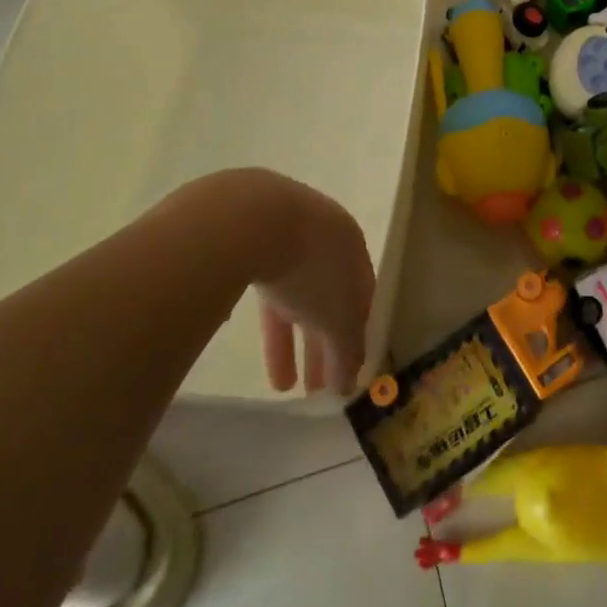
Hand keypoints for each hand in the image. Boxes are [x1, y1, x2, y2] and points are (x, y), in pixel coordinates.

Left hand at [245, 172, 374, 396]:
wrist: (251, 218)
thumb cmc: (309, 268)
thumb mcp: (338, 317)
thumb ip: (347, 351)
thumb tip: (349, 384)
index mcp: (351, 246)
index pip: (361, 295)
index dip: (355, 335)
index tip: (345, 371)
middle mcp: (322, 235)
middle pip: (326, 296)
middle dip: (322, 344)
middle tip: (315, 388)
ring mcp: (282, 232)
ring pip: (293, 294)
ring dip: (290, 340)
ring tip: (281, 386)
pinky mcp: (246, 237)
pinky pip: (262, 285)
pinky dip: (263, 317)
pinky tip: (253, 343)